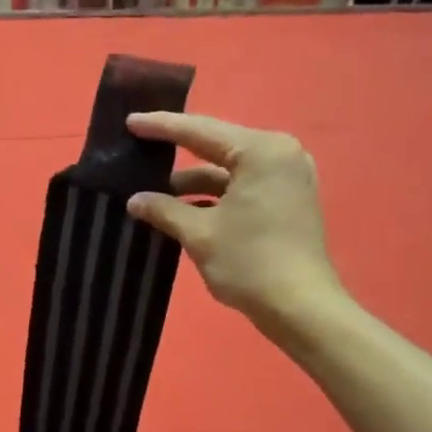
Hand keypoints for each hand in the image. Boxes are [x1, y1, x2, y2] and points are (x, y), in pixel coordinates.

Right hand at [126, 110, 349, 338]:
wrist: (301, 308)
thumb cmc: (249, 263)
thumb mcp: (199, 234)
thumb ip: (164, 210)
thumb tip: (135, 200)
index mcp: (261, 151)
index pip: (200, 131)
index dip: (162, 127)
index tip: (130, 122)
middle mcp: (279, 154)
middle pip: (217, 147)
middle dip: (177, 153)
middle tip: (139, 148)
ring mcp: (287, 177)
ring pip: (228, 170)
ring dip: (194, 183)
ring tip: (152, 191)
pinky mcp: (288, 200)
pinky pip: (242, 186)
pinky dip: (214, 196)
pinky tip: (182, 209)